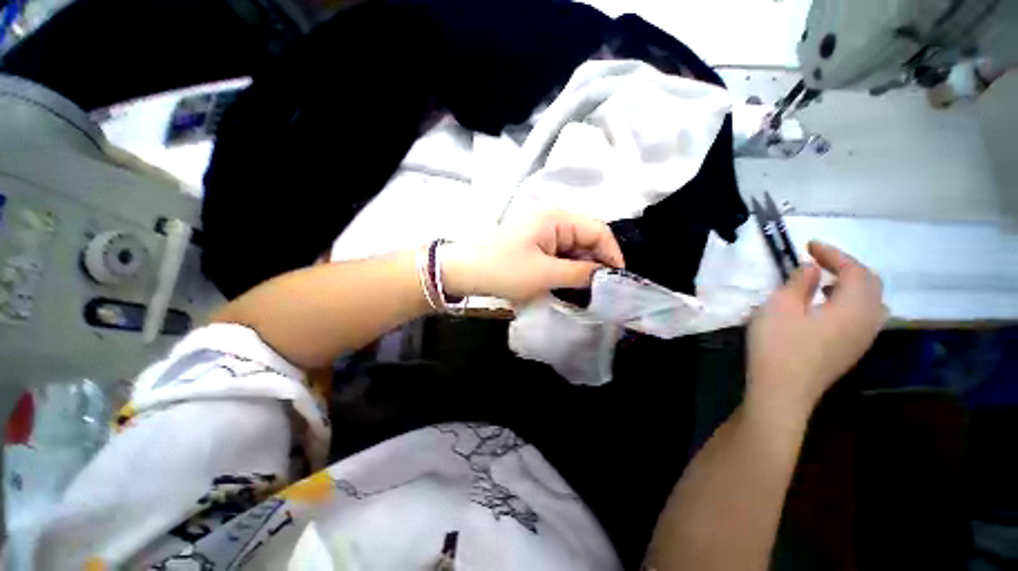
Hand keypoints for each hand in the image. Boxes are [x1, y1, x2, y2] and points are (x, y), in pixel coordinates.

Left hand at [441, 211, 624, 303]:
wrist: (464, 272)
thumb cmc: (504, 270)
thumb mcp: (545, 274)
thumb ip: (580, 273)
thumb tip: (604, 276)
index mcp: (557, 218)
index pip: (598, 230)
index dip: (612, 254)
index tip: (618, 280)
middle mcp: (552, 220)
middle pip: (586, 239)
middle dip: (596, 263)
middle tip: (602, 290)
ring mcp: (542, 233)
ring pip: (573, 249)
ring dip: (581, 268)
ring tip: (586, 291)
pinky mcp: (534, 245)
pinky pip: (559, 255)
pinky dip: (567, 269)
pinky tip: (568, 284)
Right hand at [746, 241, 885, 418]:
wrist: (782, 391)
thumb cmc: (778, 345)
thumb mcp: (781, 307)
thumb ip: (800, 282)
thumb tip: (813, 268)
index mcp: (853, 308)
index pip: (855, 270)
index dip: (834, 253)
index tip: (808, 245)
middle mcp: (868, 321)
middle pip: (871, 284)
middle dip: (847, 266)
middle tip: (819, 259)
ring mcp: (862, 338)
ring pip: (872, 302)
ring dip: (852, 285)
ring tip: (826, 281)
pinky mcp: (851, 350)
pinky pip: (864, 317)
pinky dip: (851, 302)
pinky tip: (827, 308)